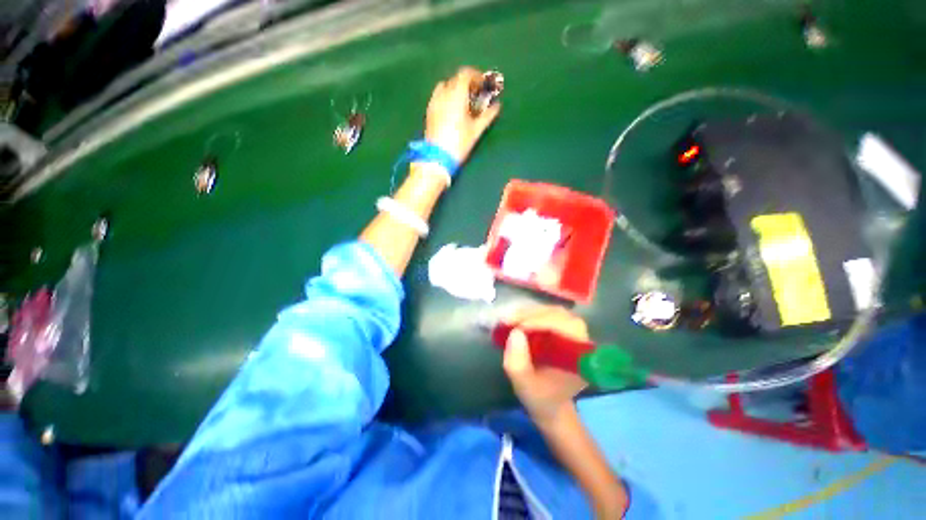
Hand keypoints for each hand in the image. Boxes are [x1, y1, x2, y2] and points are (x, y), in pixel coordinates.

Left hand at [424, 67, 500, 162]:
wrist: (437, 157)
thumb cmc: (459, 142)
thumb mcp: (476, 130)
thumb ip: (487, 115)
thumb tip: (497, 106)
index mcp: (456, 94)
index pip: (466, 74)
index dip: (476, 76)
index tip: (484, 86)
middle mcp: (443, 93)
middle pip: (456, 79)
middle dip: (467, 84)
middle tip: (476, 96)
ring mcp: (434, 101)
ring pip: (445, 86)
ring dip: (456, 90)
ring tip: (464, 103)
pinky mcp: (429, 111)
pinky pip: (439, 96)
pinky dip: (447, 97)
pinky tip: (452, 111)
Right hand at [502, 306, 588, 424]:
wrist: (550, 402)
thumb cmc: (540, 396)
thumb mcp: (523, 384)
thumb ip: (518, 362)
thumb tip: (515, 333)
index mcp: (580, 358)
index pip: (567, 328)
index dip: (543, 322)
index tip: (517, 328)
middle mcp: (581, 341)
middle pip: (560, 315)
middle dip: (532, 315)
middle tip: (508, 320)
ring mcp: (573, 333)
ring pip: (553, 312)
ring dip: (529, 313)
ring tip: (509, 319)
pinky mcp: (563, 329)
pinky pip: (548, 314)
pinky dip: (530, 314)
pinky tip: (515, 320)